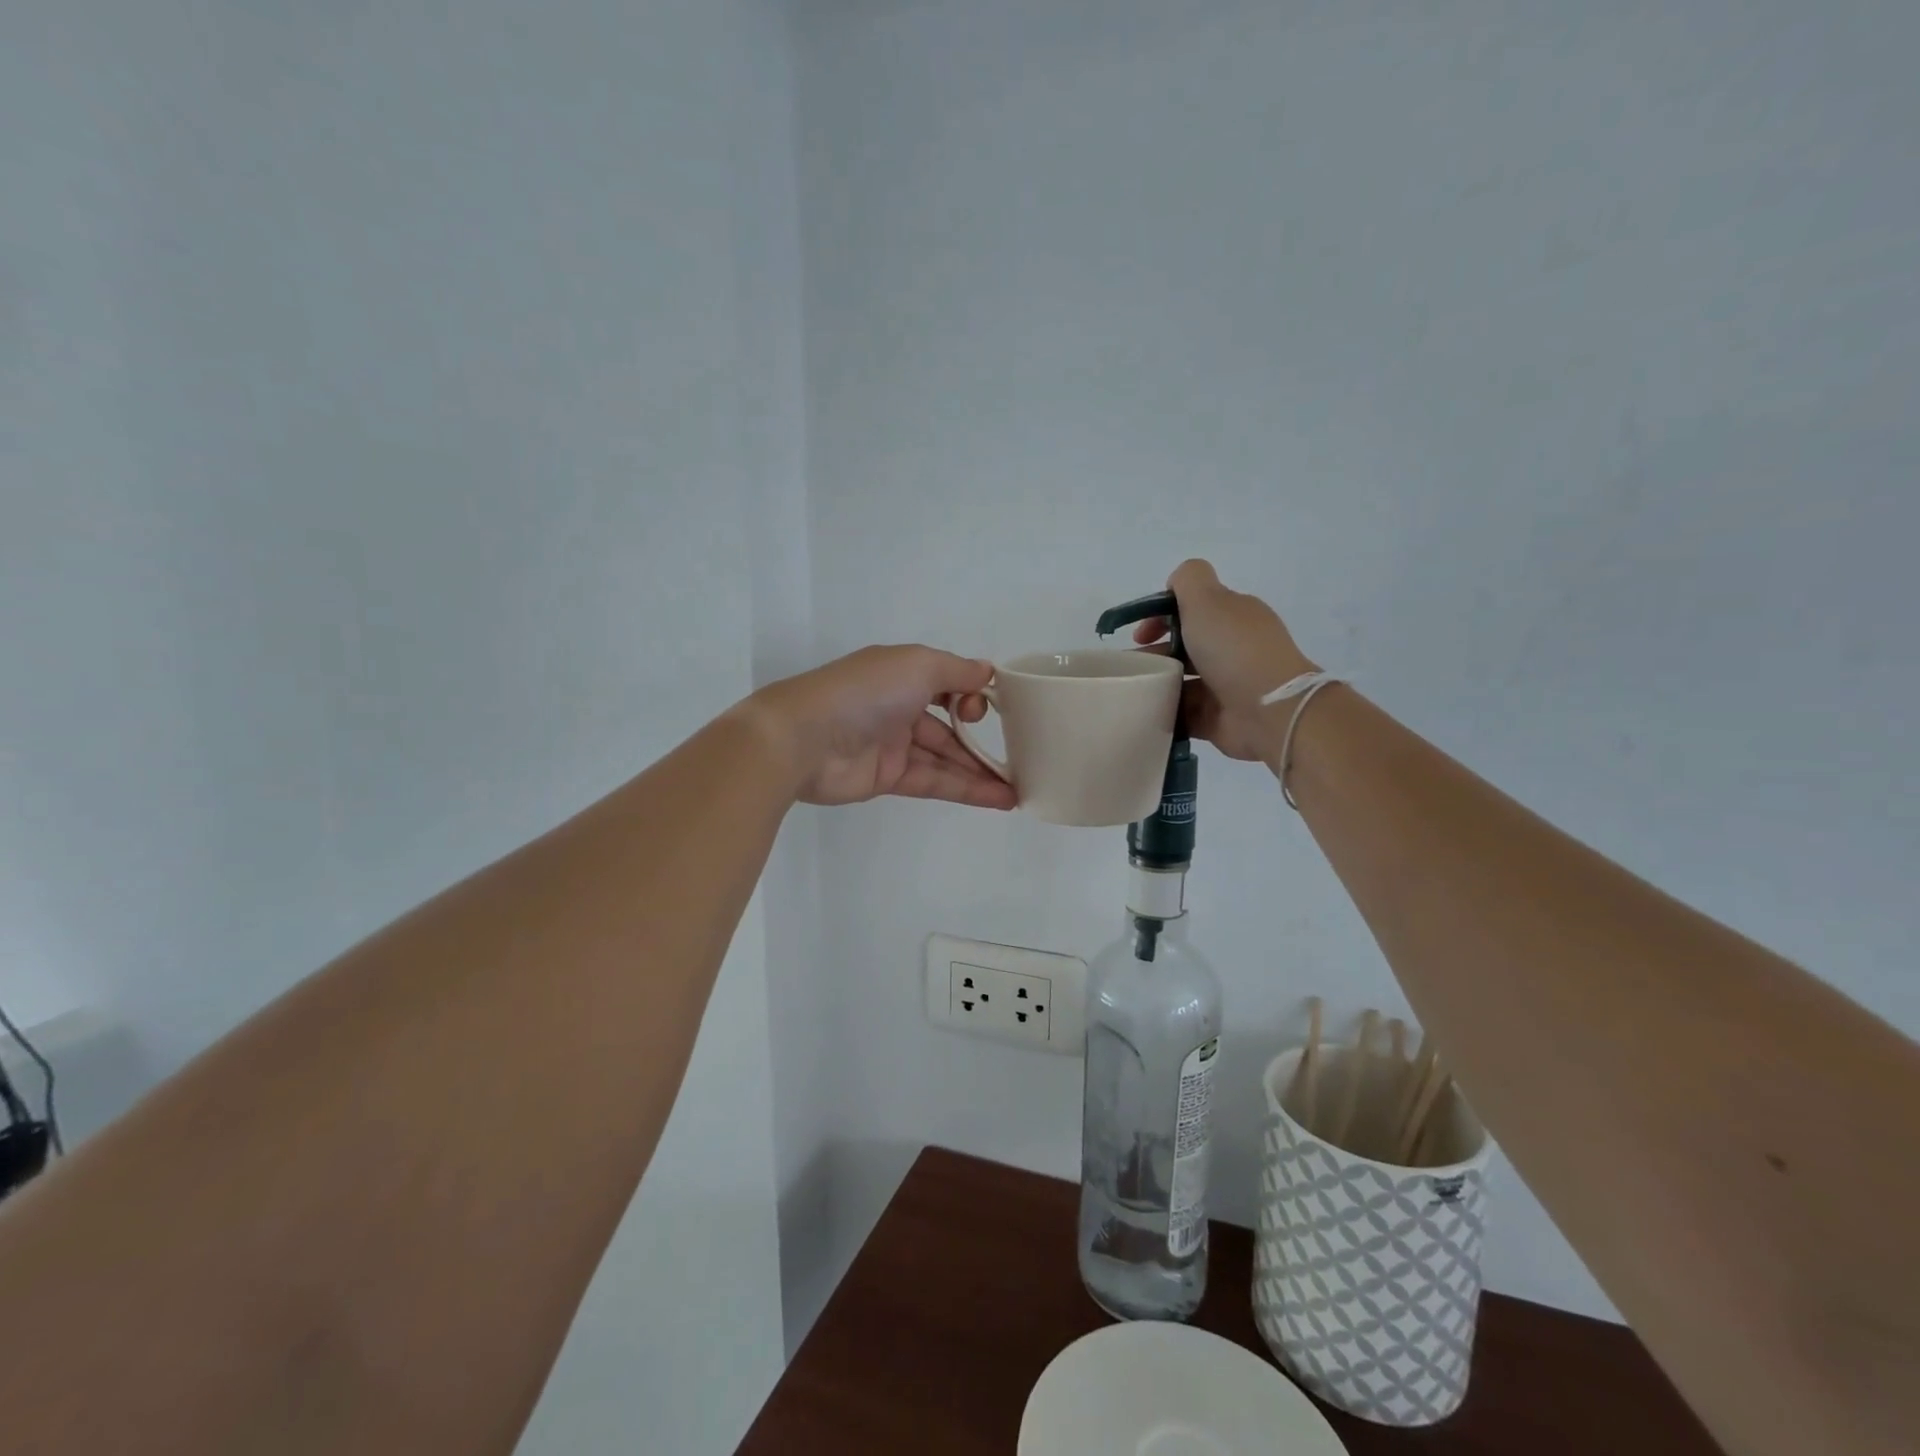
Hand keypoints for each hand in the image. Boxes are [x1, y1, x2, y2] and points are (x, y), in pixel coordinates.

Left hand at [744, 646, 1017, 809]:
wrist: (803, 739)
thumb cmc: (865, 692)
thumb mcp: (918, 665)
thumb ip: (957, 671)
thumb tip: (988, 673)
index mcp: (903, 673)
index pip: (948, 683)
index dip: (974, 694)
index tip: (991, 708)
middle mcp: (900, 705)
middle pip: (950, 724)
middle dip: (983, 739)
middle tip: (1022, 756)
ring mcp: (893, 744)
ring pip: (946, 757)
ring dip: (981, 771)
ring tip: (1020, 786)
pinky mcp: (888, 778)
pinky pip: (935, 781)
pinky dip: (966, 789)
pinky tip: (1000, 798)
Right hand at [1132, 560, 1317, 762]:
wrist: (1269, 710)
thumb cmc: (1234, 650)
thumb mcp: (1208, 599)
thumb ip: (1188, 580)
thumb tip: (1174, 585)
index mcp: (1234, 616)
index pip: (1192, 609)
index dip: (1160, 616)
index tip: (1139, 635)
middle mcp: (1232, 648)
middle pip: (1183, 646)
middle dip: (1153, 653)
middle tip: (1130, 667)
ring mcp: (1226, 685)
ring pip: (1180, 680)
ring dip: (1156, 683)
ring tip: (1132, 691)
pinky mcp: (1218, 718)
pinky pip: (1184, 712)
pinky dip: (1165, 711)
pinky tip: (1145, 711)